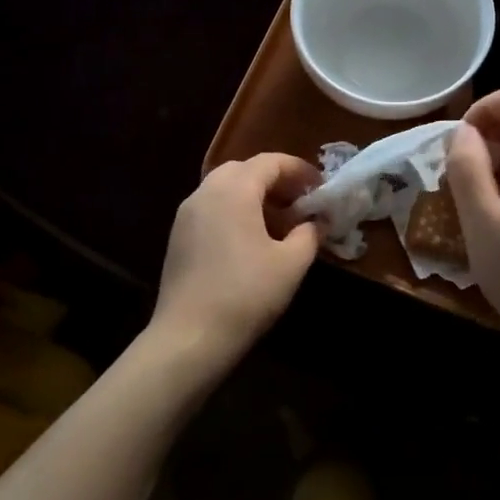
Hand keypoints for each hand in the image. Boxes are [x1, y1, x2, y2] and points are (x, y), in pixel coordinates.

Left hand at [150, 153, 323, 370]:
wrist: (189, 336)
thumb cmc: (246, 294)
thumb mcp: (291, 264)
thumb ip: (309, 234)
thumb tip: (318, 222)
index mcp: (234, 190)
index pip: (270, 162)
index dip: (299, 170)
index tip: (321, 188)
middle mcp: (205, 192)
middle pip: (244, 169)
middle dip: (276, 180)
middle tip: (300, 202)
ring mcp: (187, 214)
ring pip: (225, 188)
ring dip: (254, 196)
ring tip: (280, 223)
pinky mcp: (178, 236)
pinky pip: (212, 208)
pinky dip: (235, 211)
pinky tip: (252, 240)